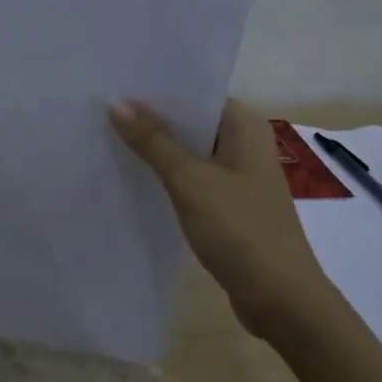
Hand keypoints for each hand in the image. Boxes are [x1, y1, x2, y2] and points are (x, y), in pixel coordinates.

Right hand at [109, 97, 331, 335]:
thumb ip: (154, 142)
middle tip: (100, 106)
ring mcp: (238, 176)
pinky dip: (166, 175)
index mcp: (244, 126)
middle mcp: (244, 144)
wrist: (282, 301)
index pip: (196, 92)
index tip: (115, 80)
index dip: (157, 87)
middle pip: (190, 120)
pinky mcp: (229, 204)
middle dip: (150, 116)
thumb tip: (117, 103)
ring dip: (156, 147)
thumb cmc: (241, 231)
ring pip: (189, 150)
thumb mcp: (191, 182)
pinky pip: (191, 177)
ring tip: (106, 134)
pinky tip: (132, 175)